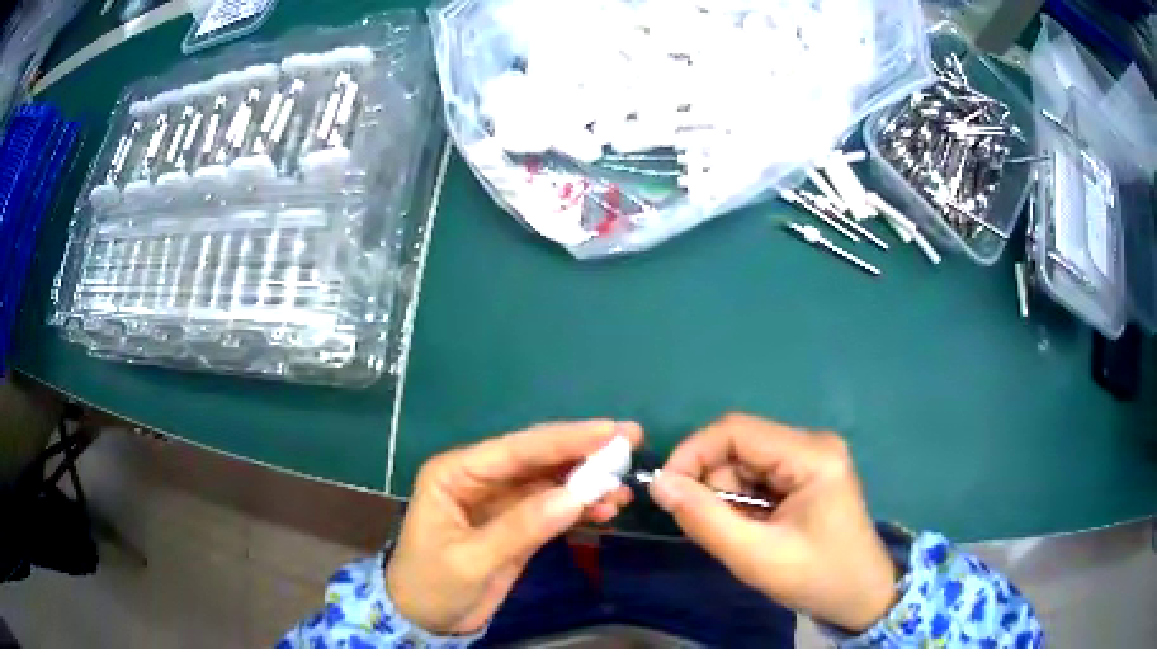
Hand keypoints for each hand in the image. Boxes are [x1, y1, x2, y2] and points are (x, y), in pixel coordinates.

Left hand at [386, 420, 641, 634]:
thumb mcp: (471, 560)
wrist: (427, 620)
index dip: (565, 439)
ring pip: (550, 481)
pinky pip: (553, 507)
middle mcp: (479, 477)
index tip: (611, 432)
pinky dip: (580, 506)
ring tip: (624, 489)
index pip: (516, 449)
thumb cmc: (433, 585)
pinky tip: (607, 509)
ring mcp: (500, 500)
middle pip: (537, 458)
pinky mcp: (517, 522)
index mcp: (455, 473)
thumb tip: (576, 496)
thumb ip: (521, 527)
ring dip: (587, 482)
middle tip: (631, 442)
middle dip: (583, 452)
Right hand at [649, 414, 897, 631]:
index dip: (692, 453)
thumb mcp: (755, 556)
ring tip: (744, 535)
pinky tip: (755, 528)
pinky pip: (757, 475)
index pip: (735, 430)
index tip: (666, 491)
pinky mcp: (806, 473)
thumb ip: (704, 519)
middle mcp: (812, 443)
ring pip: (744, 462)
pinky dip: (742, 502)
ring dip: (728, 498)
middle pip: (738, 446)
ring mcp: (811, 456)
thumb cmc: (816, 578)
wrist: (860, 597)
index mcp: (811, 454)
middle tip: (715, 529)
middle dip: (714, 485)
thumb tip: (658, 484)